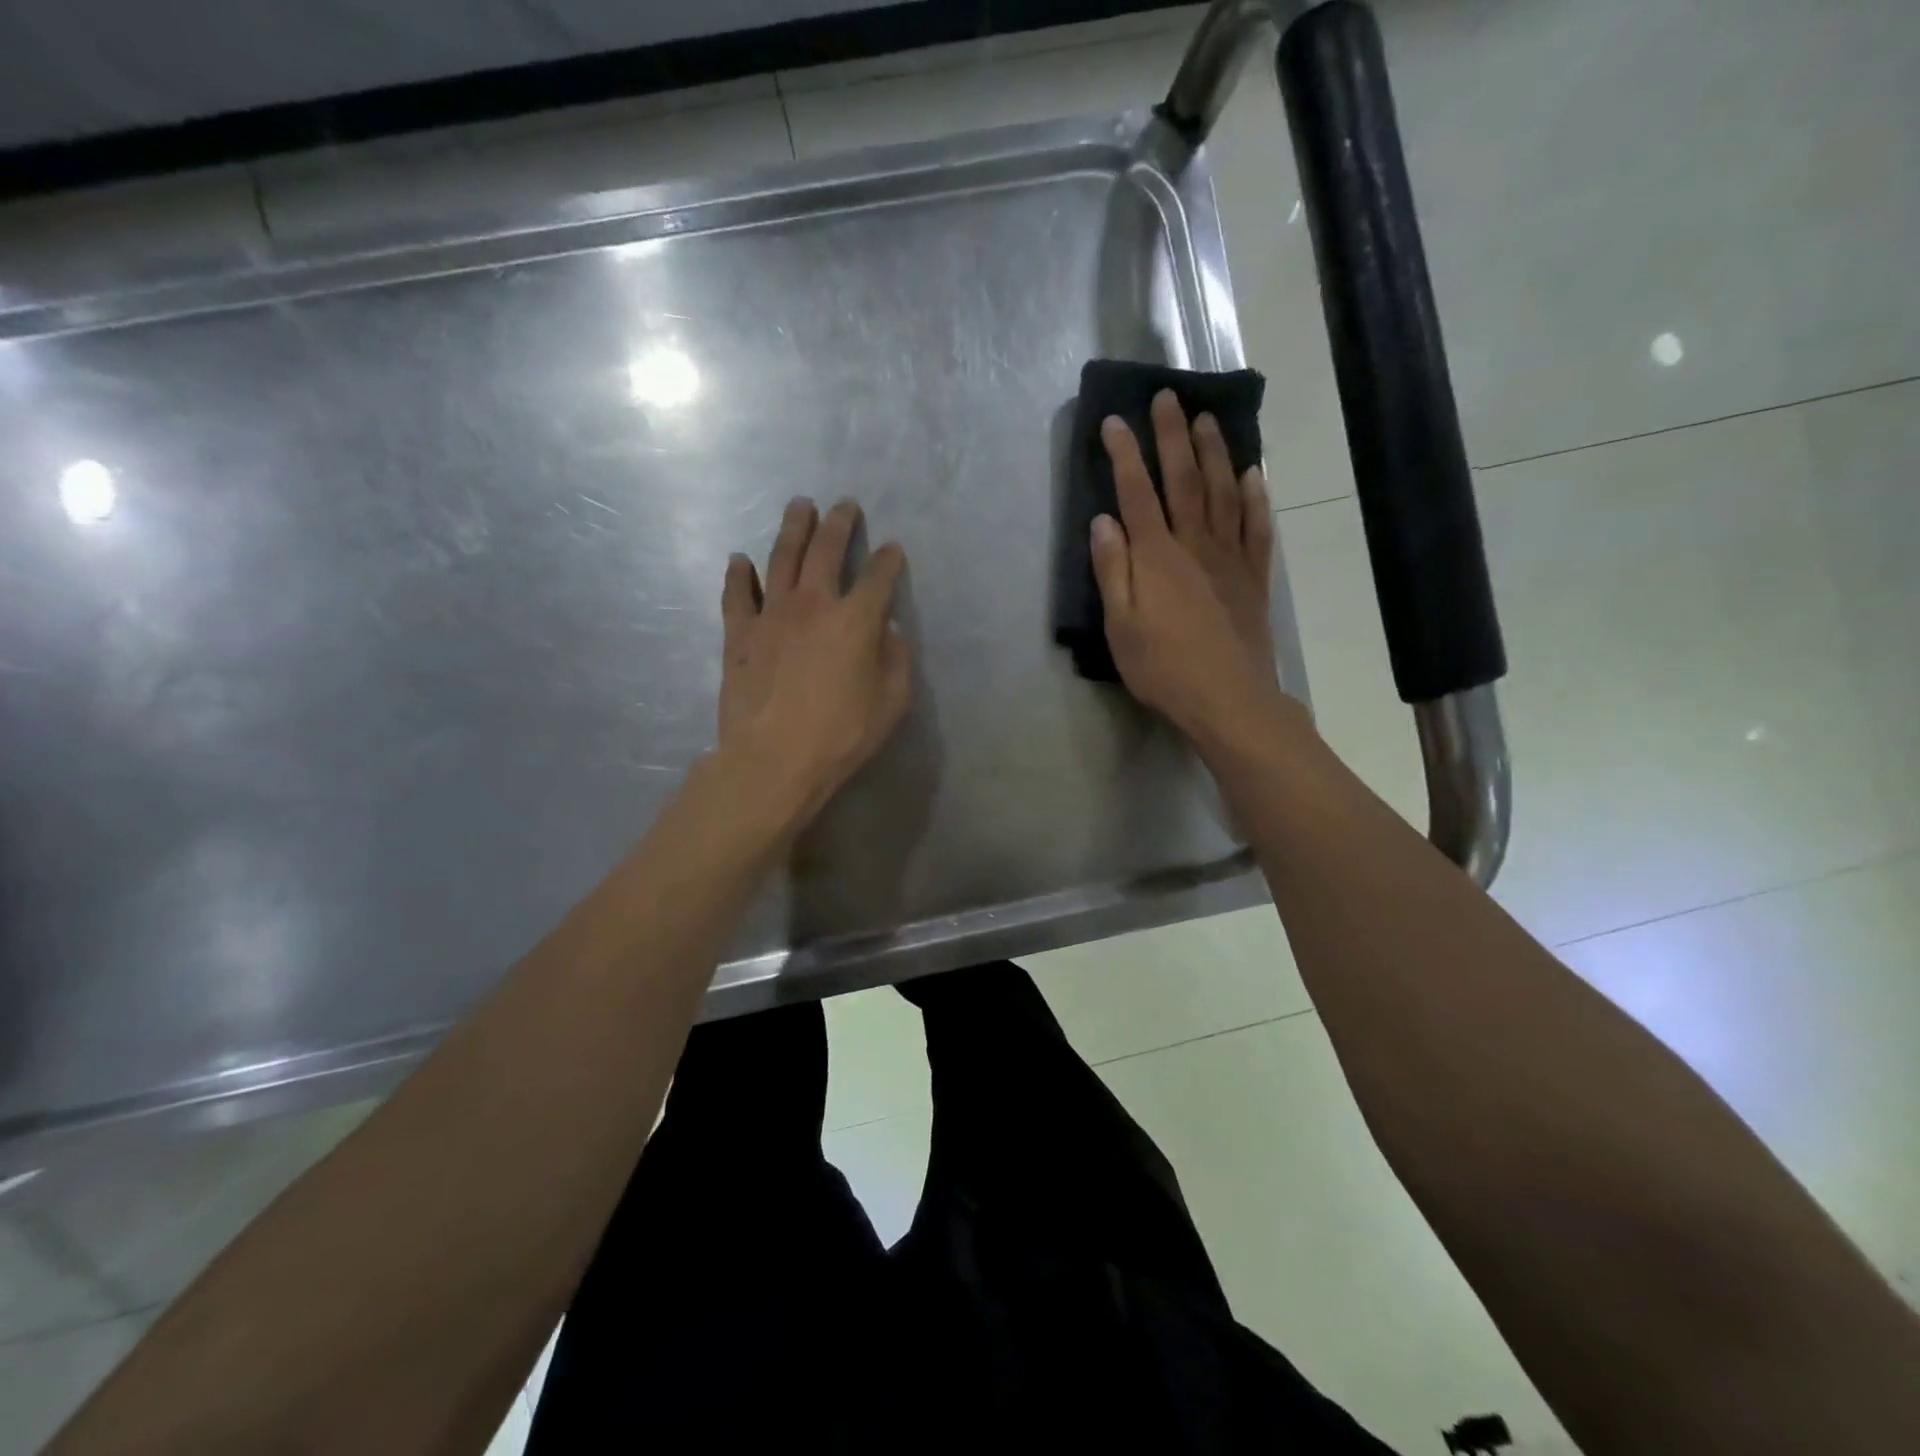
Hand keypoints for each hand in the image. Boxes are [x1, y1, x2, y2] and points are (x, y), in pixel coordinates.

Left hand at [718, 497, 911, 831]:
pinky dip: (739, 574)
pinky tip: (740, 560)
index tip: (892, 549)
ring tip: (799, 506)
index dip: (888, 560)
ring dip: (792, 528)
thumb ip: (895, 661)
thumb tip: (889, 630)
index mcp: (855, 620)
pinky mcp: (739, 634)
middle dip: (839, 523)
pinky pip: (737, 594)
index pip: (879, 577)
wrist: (773, 759)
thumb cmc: (840, 735)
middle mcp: (813, 604)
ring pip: (781, 557)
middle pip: (826, 550)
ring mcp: (771, 615)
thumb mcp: (890, 704)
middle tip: (844, 505)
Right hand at [1091, 390, 1299, 748]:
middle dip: (1173, 436)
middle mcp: (1195, 544)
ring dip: (1215, 453)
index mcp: (1156, 556)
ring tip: (1208, 419)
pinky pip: (1257, 527)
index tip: (1114, 420)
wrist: (1229, 699)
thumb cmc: (1163, 668)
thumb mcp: (1121, 626)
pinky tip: (1254, 474)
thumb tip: (1103, 521)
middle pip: (1184, 480)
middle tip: (1169, 396)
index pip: (1137, 493)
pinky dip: (1256, 497)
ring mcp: (1230, 558)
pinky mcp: (1253, 577)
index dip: (1125, 455)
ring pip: (1224, 493)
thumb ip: (1112, 571)